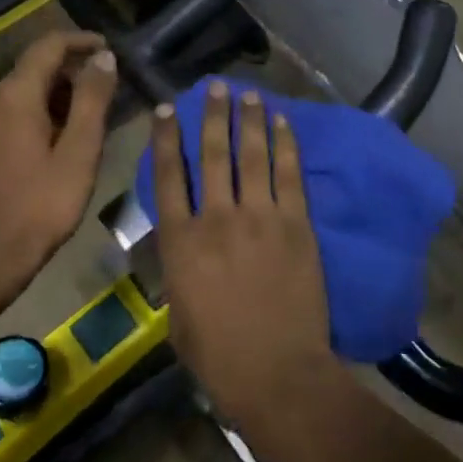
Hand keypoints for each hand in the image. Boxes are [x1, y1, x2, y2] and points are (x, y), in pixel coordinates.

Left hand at [0, 30, 117, 282]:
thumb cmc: (44, 202)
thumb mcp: (80, 149)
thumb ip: (92, 98)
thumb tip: (103, 57)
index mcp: (15, 93)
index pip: (49, 45)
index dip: (82, 41)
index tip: (110, 49)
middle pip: (37, 64)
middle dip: (74, 70)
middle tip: (109, 89)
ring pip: (26, 86)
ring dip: (59, 91)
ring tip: (92, 114)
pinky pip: (14, 106)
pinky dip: (41, 108)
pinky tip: (63, 132)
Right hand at [152, 81, 335, 433]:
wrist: (277, 375)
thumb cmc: (218, 355)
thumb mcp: (177, 314)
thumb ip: (178, 271)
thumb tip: (183, 247)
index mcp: (180, 242)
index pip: (169, 177)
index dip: (167, 139)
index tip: (167, 110)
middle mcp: (217, 219)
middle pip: (212, 155)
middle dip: (212, 116)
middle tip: (214, 86)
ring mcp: (259, 218)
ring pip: (251, 156)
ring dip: (249, 121)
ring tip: (248, 94)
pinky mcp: (295, 226)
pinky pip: (289, 176)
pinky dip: (286, 146)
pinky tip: (283, 124)